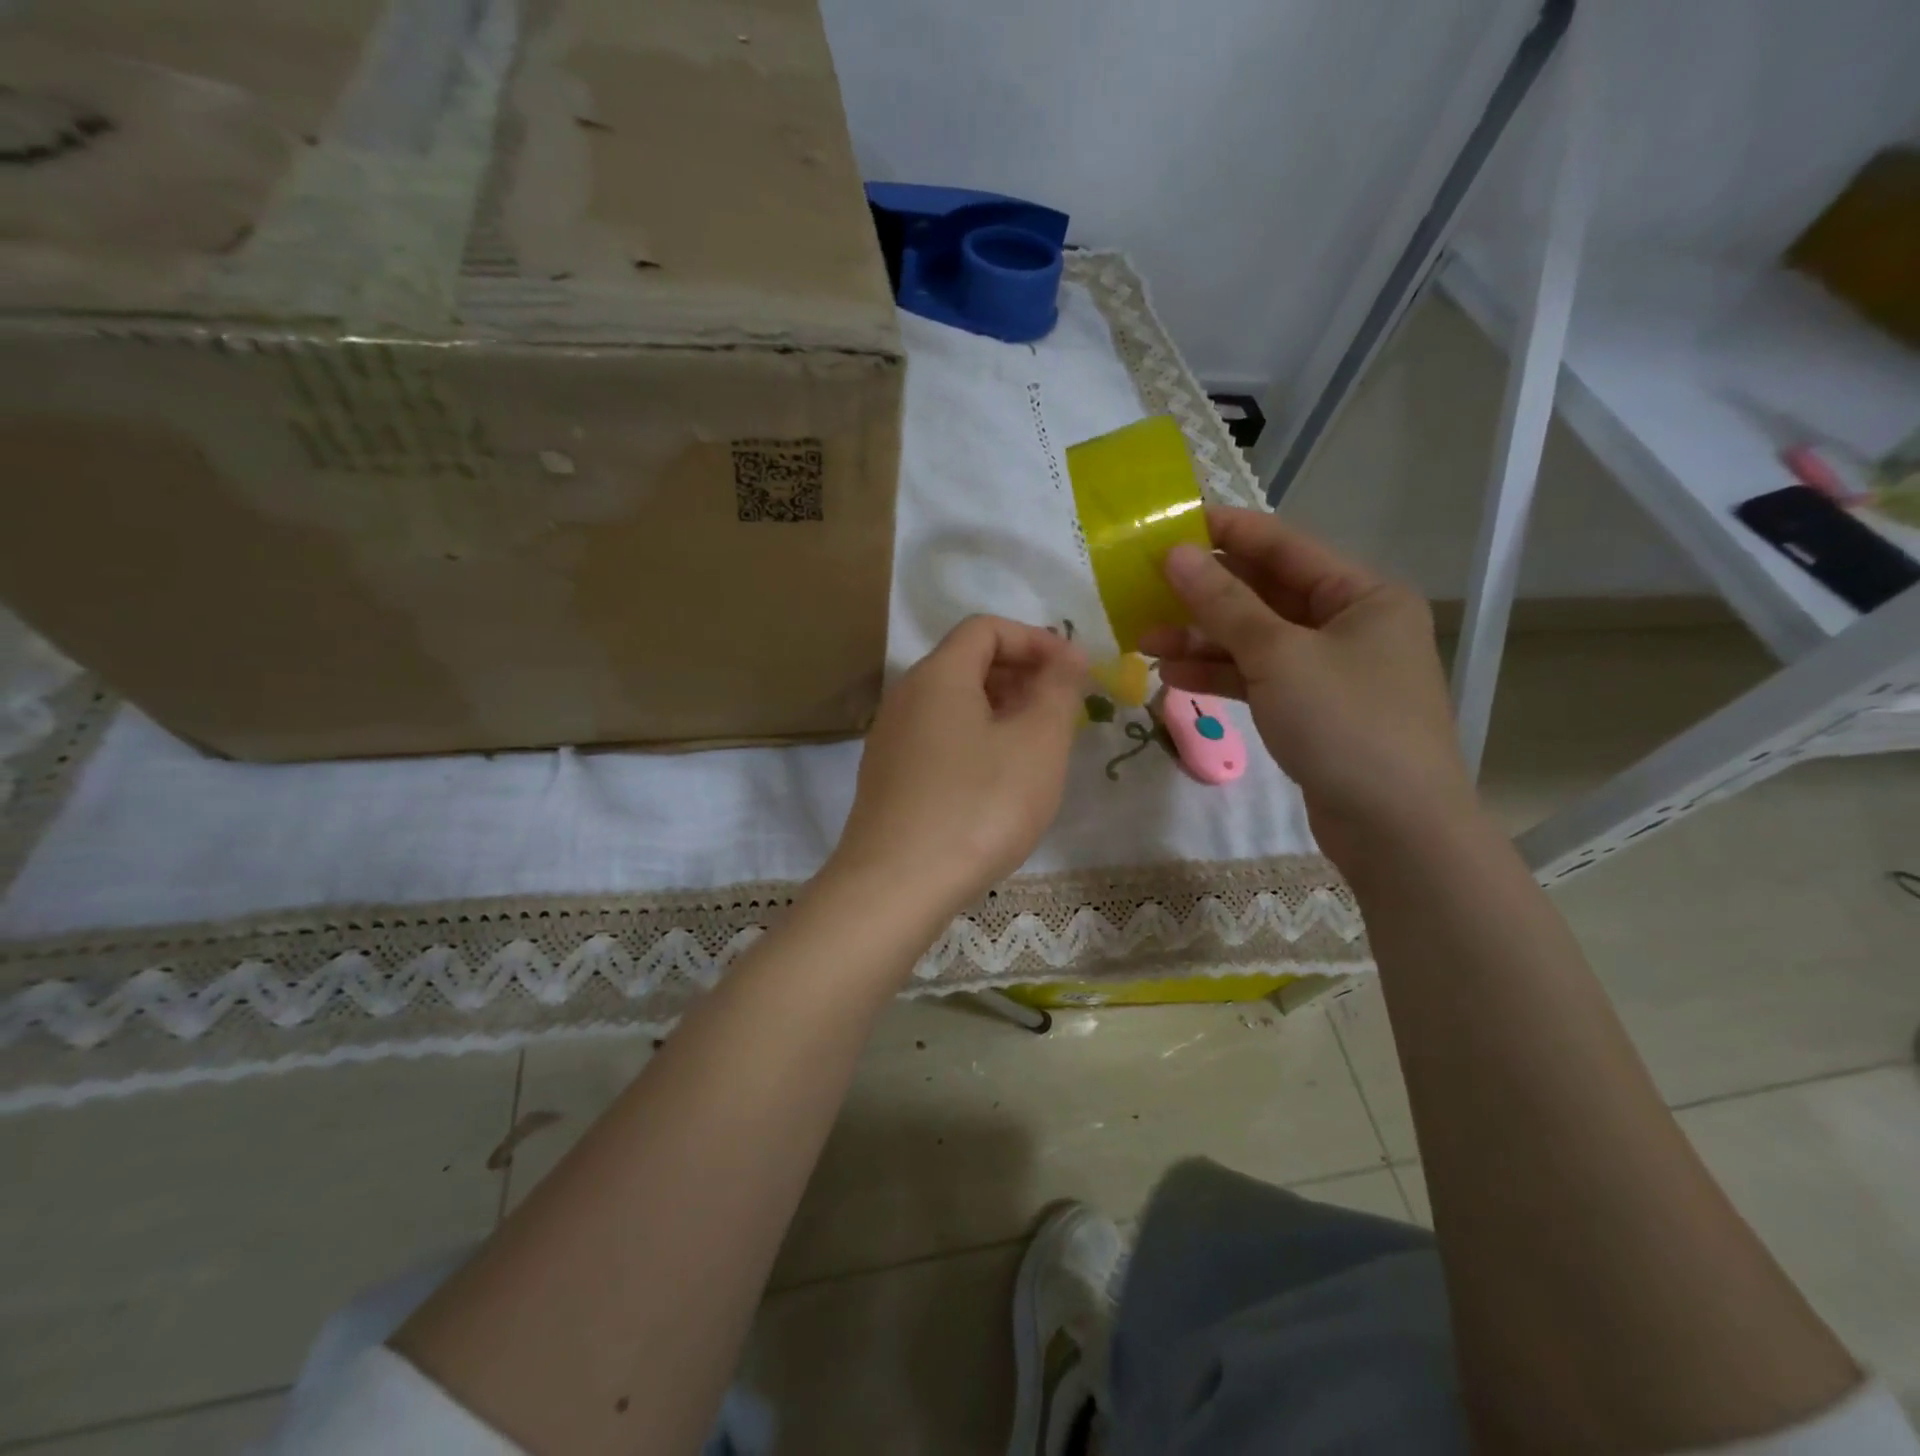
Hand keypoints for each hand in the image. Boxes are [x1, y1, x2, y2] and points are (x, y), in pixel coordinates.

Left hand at [828, 615, 1087, 925]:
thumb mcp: (1037, 743)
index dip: (1035, 639)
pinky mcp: (889, 779)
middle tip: (1062, 711)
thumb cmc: (979, 806)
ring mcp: (891, 740)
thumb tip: (1069, 654)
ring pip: (953, 706)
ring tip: (1037, 747)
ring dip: (1001, 711)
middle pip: (967, 663)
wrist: (896, 887)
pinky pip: (939, 739)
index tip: (1074, 671)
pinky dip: (976, 742)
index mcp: (938, 675)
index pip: (986, 628)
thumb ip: (1058, 690)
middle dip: (1021, 675)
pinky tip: (998, 782)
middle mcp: (905, 697)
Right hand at [1139, 506, 1474, 864]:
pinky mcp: (1311, 710)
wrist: (1395, 829)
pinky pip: (1257, 678)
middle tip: (1143, 589)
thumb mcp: (1280, 656)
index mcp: (1362, 595)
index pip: (1284, 546)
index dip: (1225, 532)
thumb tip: (1175, 555)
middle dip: (1203, 595)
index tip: (1168, 525)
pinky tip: (1173, 675)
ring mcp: (1329, 670)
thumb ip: (1224, 605)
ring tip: (1144, 640)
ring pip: (1254, 640)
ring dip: (1201, 639)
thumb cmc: (1347, 725)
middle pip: (1265, 594)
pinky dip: (1218, 674)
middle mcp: (1349, 625)